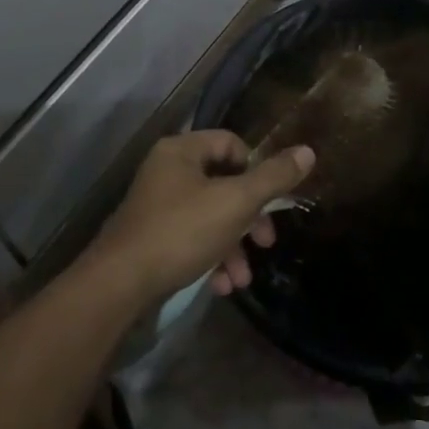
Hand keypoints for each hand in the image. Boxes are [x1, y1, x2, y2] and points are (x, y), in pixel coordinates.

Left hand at [87, 131, 315, 303]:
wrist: (120, 284)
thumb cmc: (181, 231)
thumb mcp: (235, 202)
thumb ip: (273, 178)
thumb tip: (308, 151)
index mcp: (181, 150)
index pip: (230, 143)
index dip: (256, 168)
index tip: (270, 200)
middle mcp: (166, 171)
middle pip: (222, 183)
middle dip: (249, 218)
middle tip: (266, 243)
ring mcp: (156, 205)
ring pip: (209, 216)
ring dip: (232, 246)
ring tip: (241, 279)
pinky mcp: (150, 238)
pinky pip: (190, 238)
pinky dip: (209, 258)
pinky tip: (220, 286)